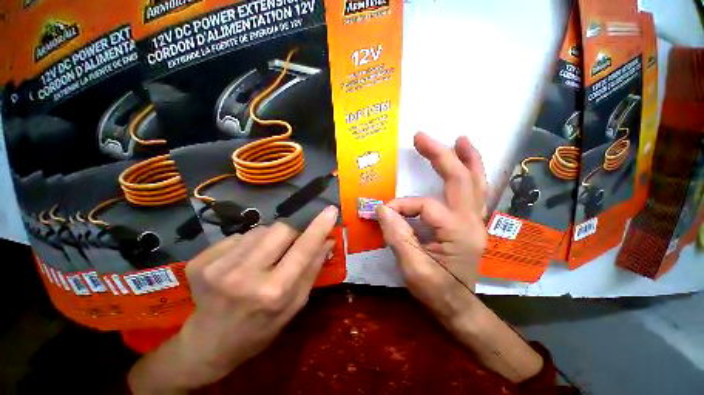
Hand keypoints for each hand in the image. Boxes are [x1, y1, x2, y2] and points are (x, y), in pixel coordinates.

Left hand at [128, 206, 338, 393]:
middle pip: (280, 228)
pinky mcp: (201, 261)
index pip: (303, 248)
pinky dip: (247, 245)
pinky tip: (240, 264)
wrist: (209, 344)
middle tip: (290, 243)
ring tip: (262, 259)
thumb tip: (328, 240)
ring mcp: (218, 267)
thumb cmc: (260, 328)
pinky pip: (238, 237)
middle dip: (291, 231)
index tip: (331, 209)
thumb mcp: (295, 304)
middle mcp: (244, 276)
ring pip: (259, 230)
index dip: (319, 226)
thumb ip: (313, 269)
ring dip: (268, 239)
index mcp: (273, 292)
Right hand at [376, 132, 486, 326]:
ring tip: (461, 140)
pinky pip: (475, 193)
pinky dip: (472, 175)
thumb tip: (381, 209)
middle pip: (460, 179)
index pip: (424, 206)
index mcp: (457, 232)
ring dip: (468, 159)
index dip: (400, 207)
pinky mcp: (472, 224)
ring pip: (476, 183)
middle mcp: (472, 221)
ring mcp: (476, 221)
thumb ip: (397, 235)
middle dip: (441, 155)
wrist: (458, 306)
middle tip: (423, 137)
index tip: (383, 214)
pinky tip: (467, 164)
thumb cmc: (436, 290)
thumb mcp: (412, 267)